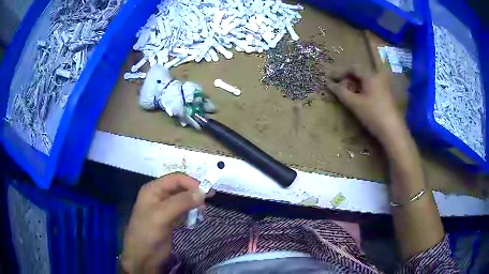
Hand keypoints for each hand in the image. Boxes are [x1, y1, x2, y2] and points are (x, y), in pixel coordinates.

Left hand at [121, 173, 205, 272]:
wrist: (143, 256)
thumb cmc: (148, 233)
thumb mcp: (162, 215)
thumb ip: (181, 202)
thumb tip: (203, 192)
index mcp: (153, 189)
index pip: (176, 179)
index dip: (191, 183)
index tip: (207, 192)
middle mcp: (159, 196)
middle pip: (180, 188)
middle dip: (194, 193)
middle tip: (208, 202)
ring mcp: (164, 208)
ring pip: (183, 200)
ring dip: (194, 204)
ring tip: (202, 212)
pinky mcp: (170, 219)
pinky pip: (183, 211)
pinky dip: (191, 213)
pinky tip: (196, 219)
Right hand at [326, 68, 406, 144]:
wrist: (393, 131)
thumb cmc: (373, 114)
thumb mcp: (354, 104)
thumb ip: (341, 92)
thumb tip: (329, 84)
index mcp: (371, 76)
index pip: (353, 68)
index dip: (340, 72)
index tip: (331, 79)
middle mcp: (379, 77)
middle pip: (361, 73)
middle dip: (349, 78)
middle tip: (340, 86)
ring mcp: (385, 86)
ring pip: (367, 80)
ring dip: (356, 84)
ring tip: (349, 93)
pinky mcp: (388, 95)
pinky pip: (373, 86)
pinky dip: (364, 89)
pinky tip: (360, 99)